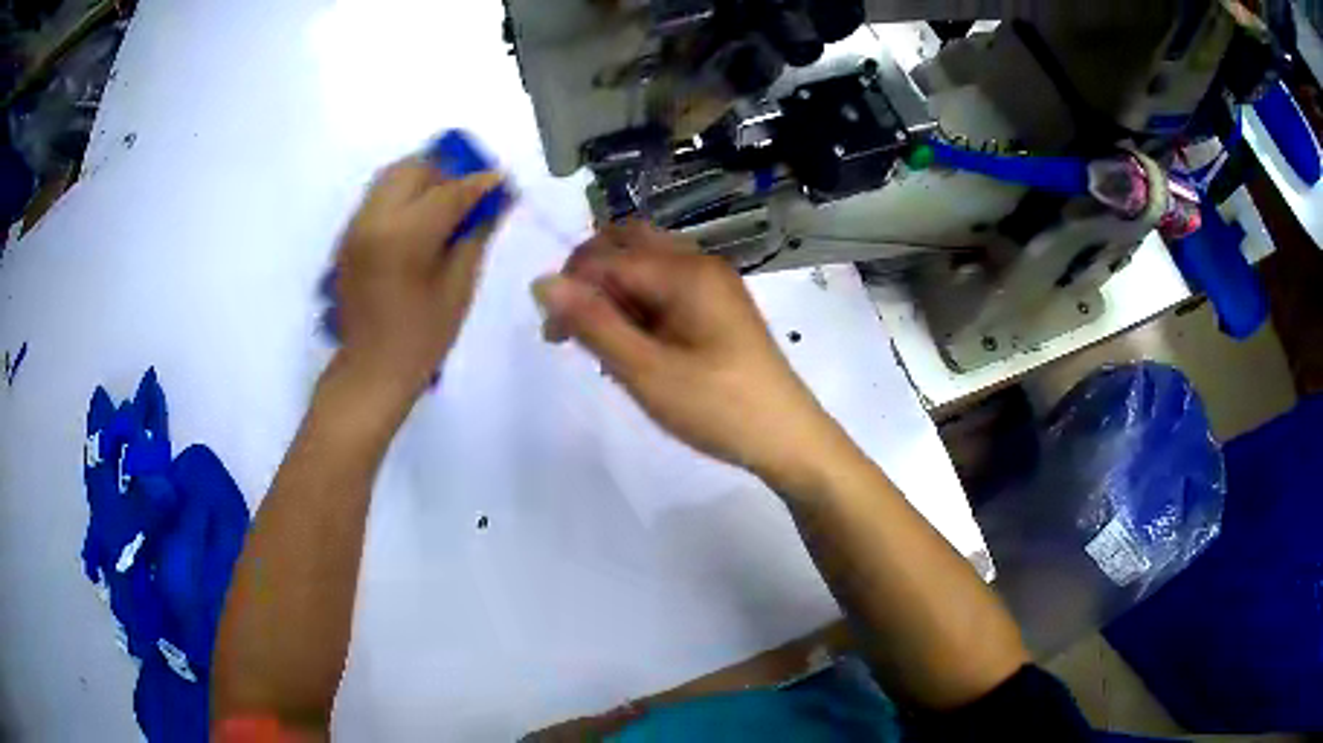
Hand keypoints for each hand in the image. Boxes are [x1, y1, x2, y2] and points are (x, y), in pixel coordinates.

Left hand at [333, 158, 506, 397]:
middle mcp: (374, 219)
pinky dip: (402, 196)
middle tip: (467, 196)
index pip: (449, 190)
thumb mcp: (458, 287)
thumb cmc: (422, 337)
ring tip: (443, 205)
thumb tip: (495, 200)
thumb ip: (476, 234)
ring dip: (422, 180)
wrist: (369, 370)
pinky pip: (378, 197)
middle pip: (413, 168)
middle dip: (445, 172)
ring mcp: (356, 226)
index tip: (501, 181)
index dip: (480, 182)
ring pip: (391, 176)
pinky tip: (418, 222)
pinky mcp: (348, 236)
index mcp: (404, 235)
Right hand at [532, 222, 852, 492]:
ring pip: (645, 265)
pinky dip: (639, 306)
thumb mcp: (646, 371)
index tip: (552, 338)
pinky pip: (666, 287)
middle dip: (590, 279)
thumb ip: (593, 323)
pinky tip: (635, 347)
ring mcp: (712, 284)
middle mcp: (699, 263)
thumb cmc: (718, 407)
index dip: (570, 289)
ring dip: (614, 293)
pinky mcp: (718, 306)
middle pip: (627, 244)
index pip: (605, 257)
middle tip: (574, 330)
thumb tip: (542, 281)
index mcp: (683, 271)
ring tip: (605, 347)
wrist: (788, 438)